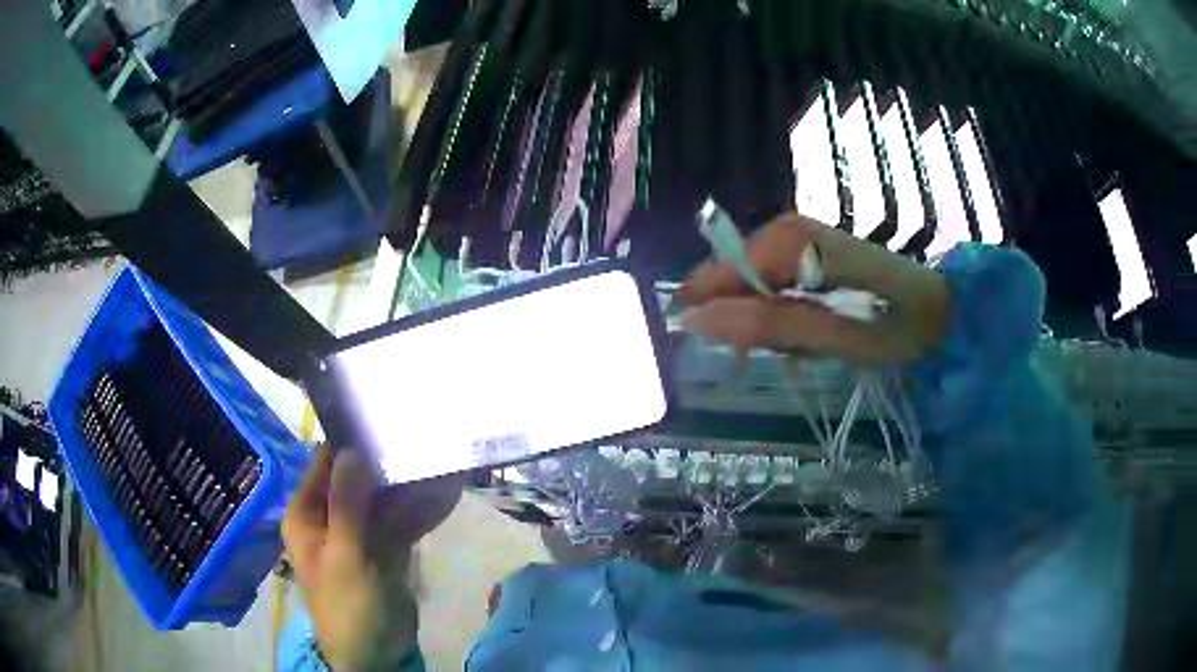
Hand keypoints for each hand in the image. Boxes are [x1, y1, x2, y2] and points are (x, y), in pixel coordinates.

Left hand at [282, 446, 462, 670]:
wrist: (374, 656)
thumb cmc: (348, 607)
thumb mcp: (344, 557)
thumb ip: (348, 504)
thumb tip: (352, 450)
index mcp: (308, 514)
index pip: (326, 463)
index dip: (351, 442)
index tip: (384, 419)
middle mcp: (331, 516)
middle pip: (359, 478)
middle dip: (389, 463)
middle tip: (424, 437)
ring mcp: (361, 532)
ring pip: (386, 499)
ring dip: (411, 485)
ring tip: (443, 459)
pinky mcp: (386, 548)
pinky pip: (403, 521)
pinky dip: (422, 509)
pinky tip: (448, 492)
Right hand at [680, 212, 950, 362]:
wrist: (942, 309)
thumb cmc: (901, 328)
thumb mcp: (840, 339)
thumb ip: (772, 327)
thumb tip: (697, 320)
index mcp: (799, 244)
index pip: (725, 271)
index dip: (715, 312)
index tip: (726, 351)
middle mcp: (789, 228)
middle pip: (734, 275)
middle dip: (747, 320)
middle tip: (786, 353)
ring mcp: (796, 235)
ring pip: (747, 282)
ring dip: (766, 322)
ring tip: (805, 345)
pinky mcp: (803, 246)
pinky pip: (766, 282)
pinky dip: (779, 315)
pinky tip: (809, 330)